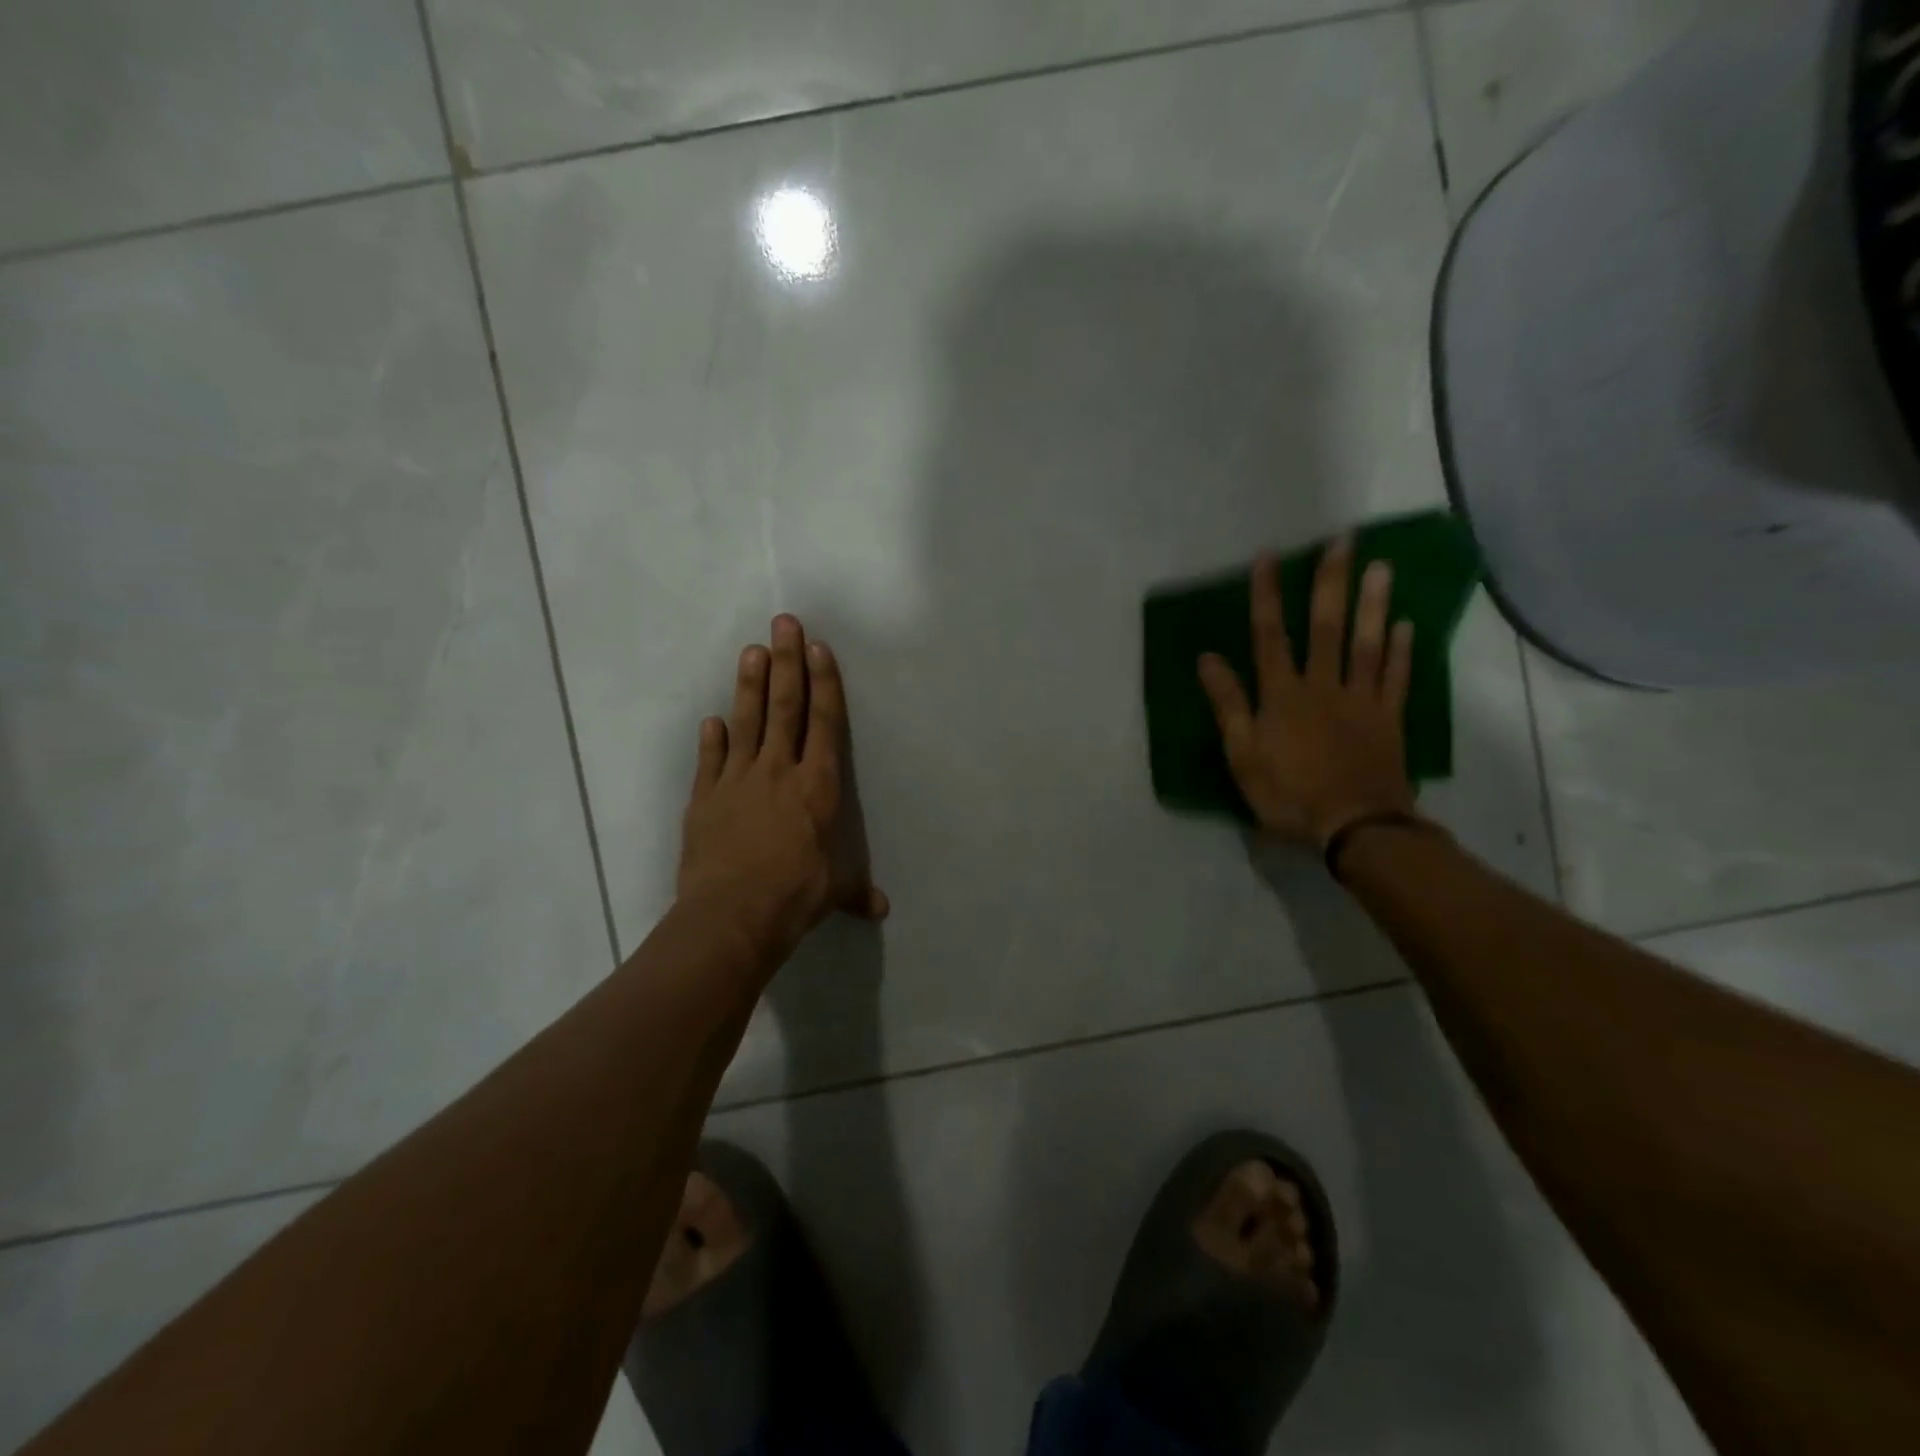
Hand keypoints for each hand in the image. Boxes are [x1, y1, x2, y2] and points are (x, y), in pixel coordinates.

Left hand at [678, 614, 887, 961]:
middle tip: (783, 623)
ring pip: (747, 722)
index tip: (817, 647)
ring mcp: (738, 781)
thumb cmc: (795, 895)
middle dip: (787, 662)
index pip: (825, 723)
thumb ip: (855, 890)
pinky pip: (711, 760)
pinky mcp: (705, 798)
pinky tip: (712, 719)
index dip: (823, 683)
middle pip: (785, 707)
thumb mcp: (834, 891)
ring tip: (752, 650)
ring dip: (750, 684)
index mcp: (818, 786)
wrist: (732, 915)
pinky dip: (712, 739)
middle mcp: (779, 771)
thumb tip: (881, 908)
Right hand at [1197, 539, 1416, 847]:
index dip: (1267, 595)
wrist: (1356, 825)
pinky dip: (1402, 649)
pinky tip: (1405, 623)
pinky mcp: (1389, 718)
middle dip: (1330, 582)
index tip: (1268, 557)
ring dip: (1372, 603)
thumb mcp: (1243, 755)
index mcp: (1282, 696)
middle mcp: (1323, 686)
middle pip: (1326, 627)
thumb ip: (1229, 705)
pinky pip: (1396, 677)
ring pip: (1367, 643)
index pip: (1270, 636)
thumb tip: (1208, 658)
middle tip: (1342, 540)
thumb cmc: (1289, 793)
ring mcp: (1361, 699)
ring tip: (1380, 566)